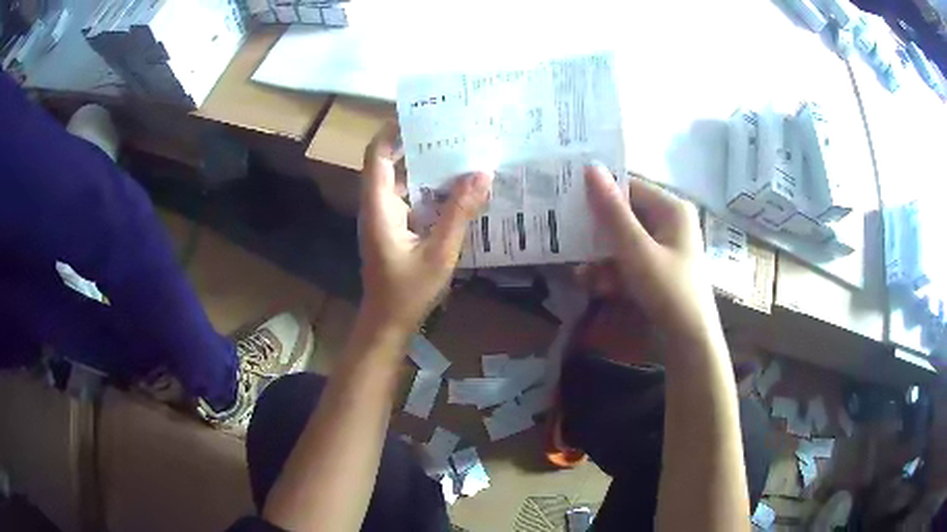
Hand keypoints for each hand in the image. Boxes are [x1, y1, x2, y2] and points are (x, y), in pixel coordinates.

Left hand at [358, 124, 491, 334]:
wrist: (388, 323)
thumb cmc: (408, 291)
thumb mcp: (440, 252)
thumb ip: (459, 213)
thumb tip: (481, 173)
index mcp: (379, 207)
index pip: (375, 156)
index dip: (391, 131)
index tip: (418, 114)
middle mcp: (378, 206)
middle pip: (389, 163)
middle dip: (416, 144)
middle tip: (450, 129)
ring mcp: (386, 218)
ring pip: (402, 181)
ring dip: (426, 167)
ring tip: (459, 152)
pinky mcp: (395, 229)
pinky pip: (411, 199)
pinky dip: (430, 189)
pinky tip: (457, 188)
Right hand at [582, 165, 718, 349]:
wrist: (689, 344)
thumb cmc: (668, 291)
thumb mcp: (637, 251)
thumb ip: (612, 211)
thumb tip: (591, 167)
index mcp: (671, 209)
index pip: (629, 186)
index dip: (599, 191)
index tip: (567, 199)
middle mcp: (669, 223)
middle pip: (624, 215)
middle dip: (596, 231)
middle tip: (565, 236)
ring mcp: (663, 248)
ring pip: (622, 240)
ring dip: (600, 256)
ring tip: (580, 274)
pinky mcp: (656, 269)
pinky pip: (628, 261)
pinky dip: (611, 272)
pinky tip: (594, 285)